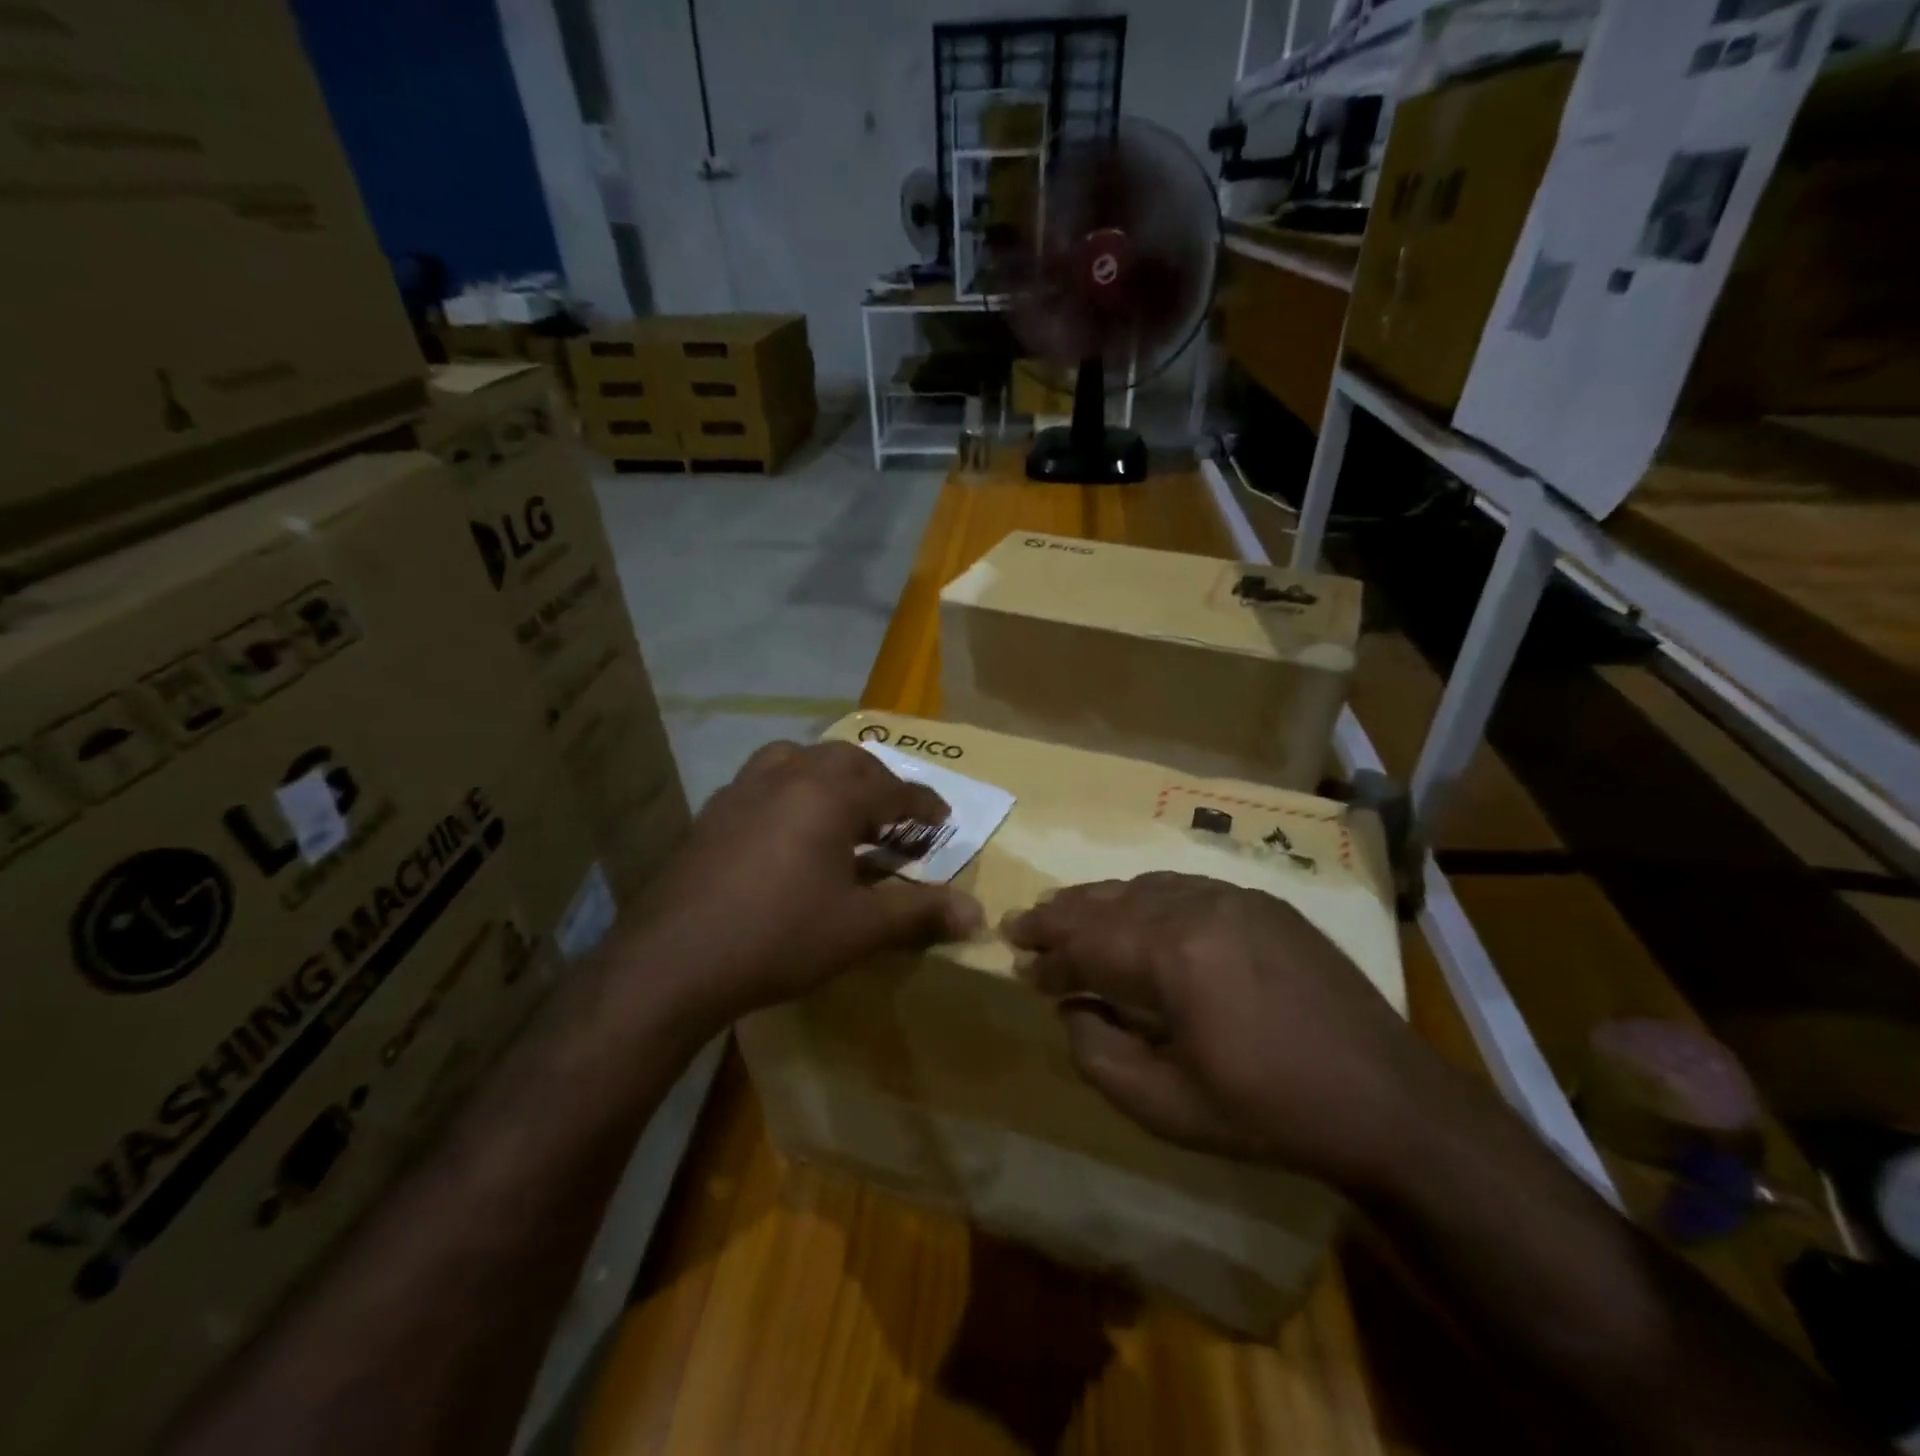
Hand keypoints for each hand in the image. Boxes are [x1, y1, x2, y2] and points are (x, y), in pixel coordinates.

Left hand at [635, 741, 981, 1025]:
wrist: (676, 960)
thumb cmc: (780, 937)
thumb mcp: (860, 929)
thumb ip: (920, 912)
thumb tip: (976, 913)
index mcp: (831, 794)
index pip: (895, 790)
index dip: (925, 807)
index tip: (943, 822)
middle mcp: (789, 775)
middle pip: (848, 761)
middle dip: (879, 784)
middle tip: (894, 818)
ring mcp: (744, 788)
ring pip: (799, 758)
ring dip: (830, 776)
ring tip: (841, 808)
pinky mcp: (714, 810)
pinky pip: (764, 780)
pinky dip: (790, 789)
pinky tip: (787, 827)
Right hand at [1004, 872, 1432, 1191]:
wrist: (1388, 1100)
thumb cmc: (1271, 1112)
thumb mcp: (1168, 1107)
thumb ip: (1101, 1055)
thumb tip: (1071, 1010)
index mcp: (1172, 953)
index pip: (1087, 944)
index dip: (1048, 957)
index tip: (1018, 966)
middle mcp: (1197, 906)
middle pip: (1109, 902)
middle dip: (1061, 915)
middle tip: (1022, 924)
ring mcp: (1234, 897)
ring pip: (1145, 886)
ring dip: (1101, 901)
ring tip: (1068, 912)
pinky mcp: (1262, 902)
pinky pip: (1184, 886)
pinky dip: (1145, 896)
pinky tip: (1135, 910)